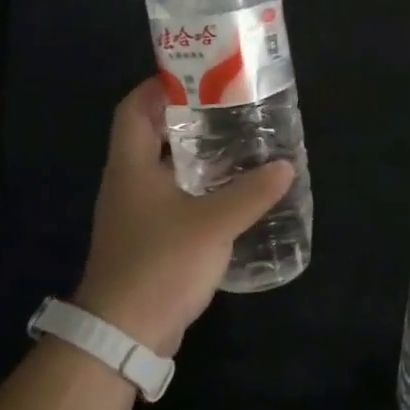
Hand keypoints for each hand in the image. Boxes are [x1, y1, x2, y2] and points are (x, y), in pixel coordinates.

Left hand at [73, 78, 294, 355]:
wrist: (124, 334)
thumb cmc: (160, 264)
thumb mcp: (212, 224)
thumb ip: (251, 193)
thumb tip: (286, 166)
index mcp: (131, 166)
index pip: (133, 108)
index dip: (160, 86)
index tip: (199, 76)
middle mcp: (128, 182)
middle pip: (152, 135)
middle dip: (188, 119)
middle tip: (231, 110)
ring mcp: (136, 213)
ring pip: (166, 169)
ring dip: (196, 156)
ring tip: (239, 145)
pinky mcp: (149, 238)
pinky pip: (174, 199)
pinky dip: (199, 189)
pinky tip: (232, 194)